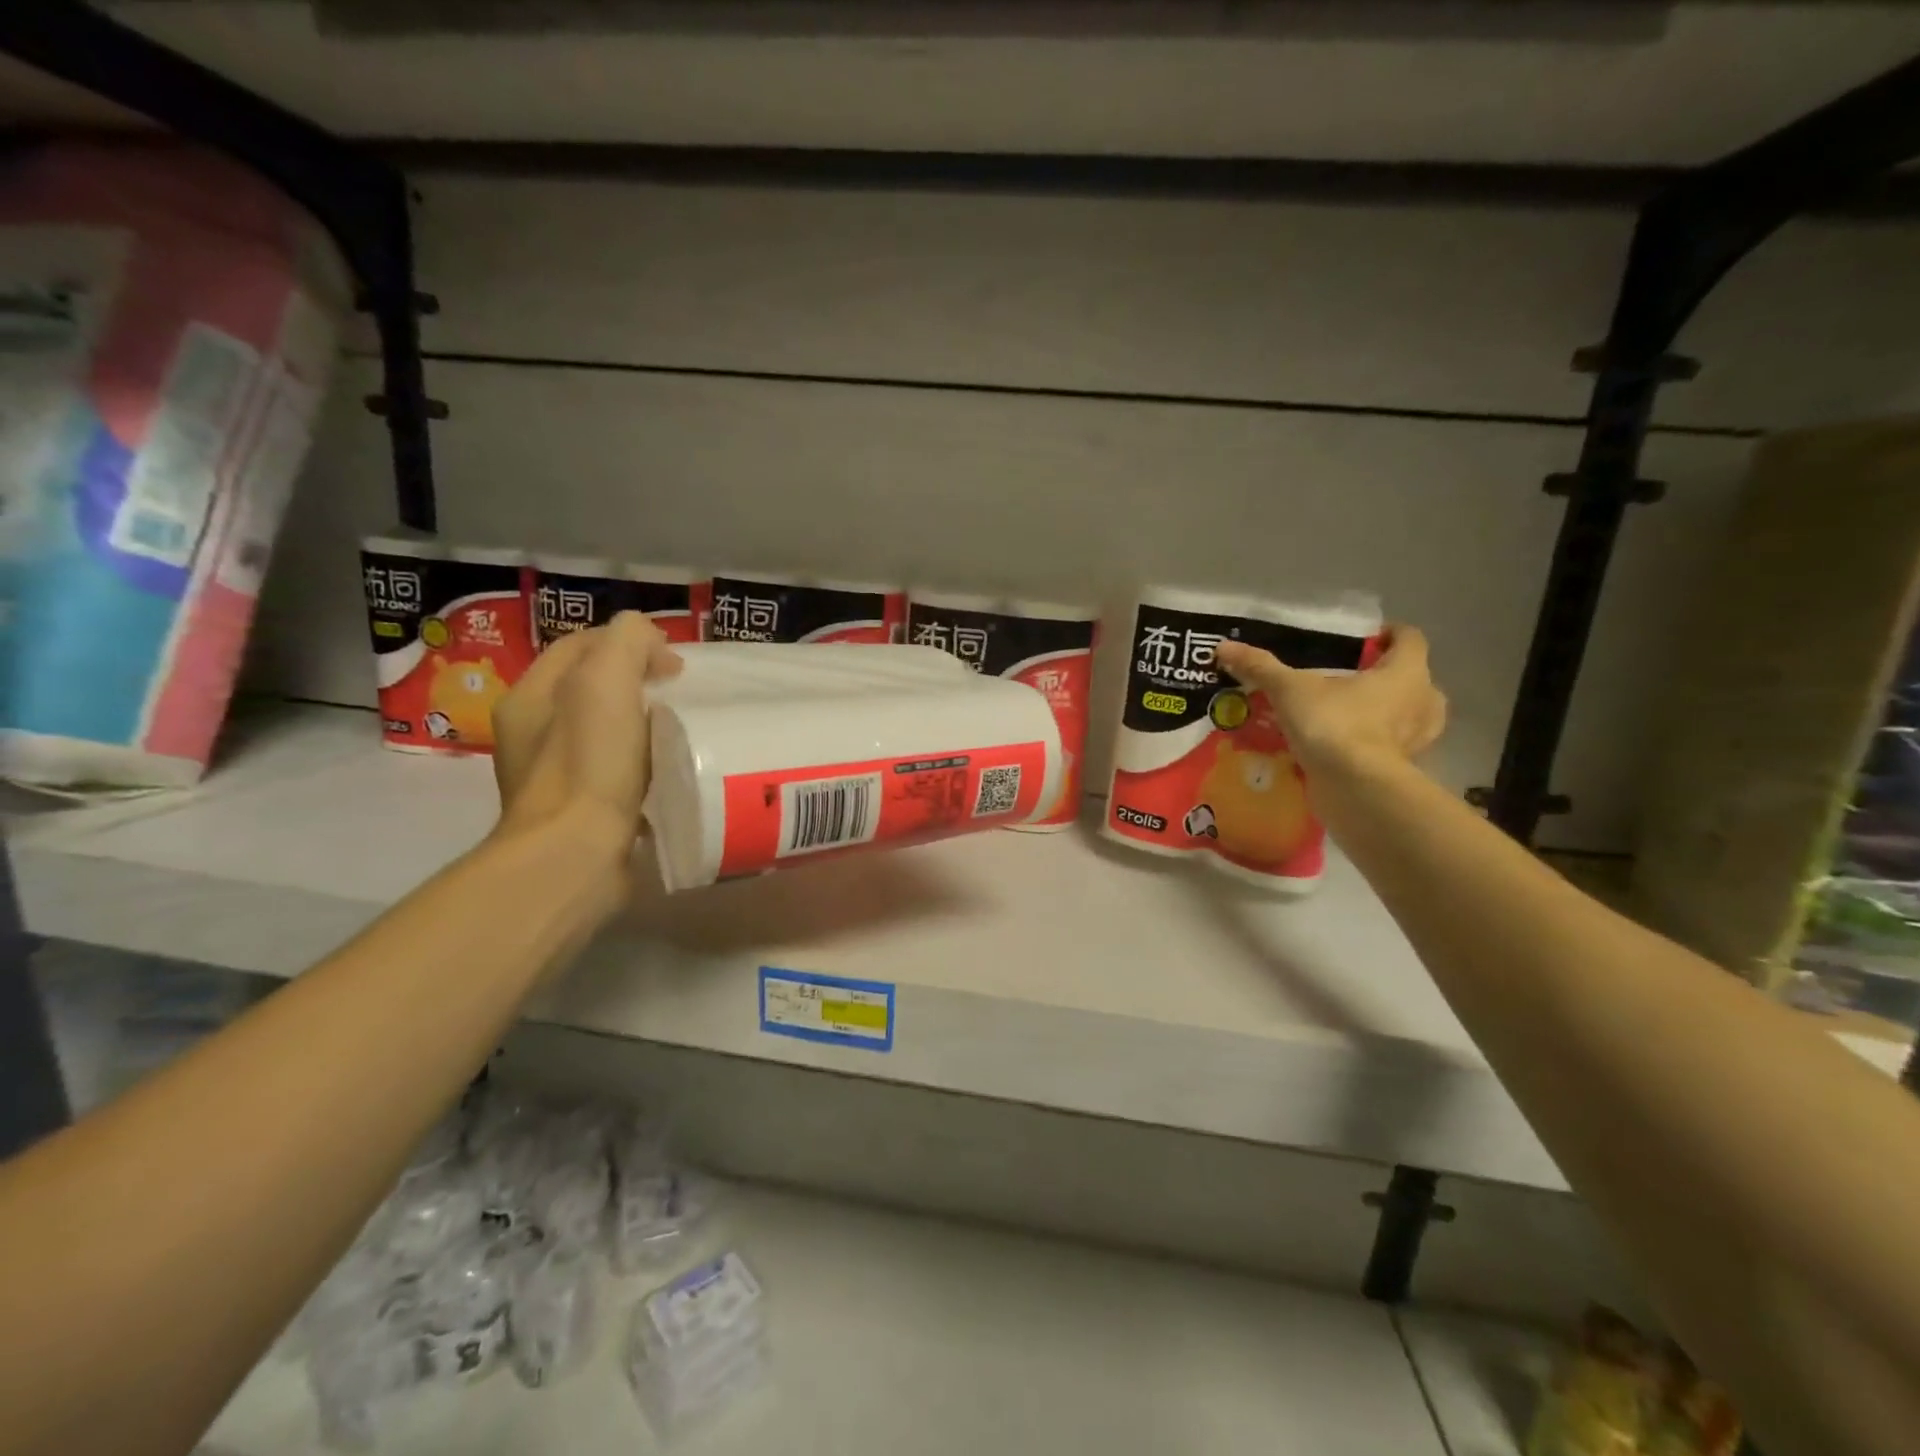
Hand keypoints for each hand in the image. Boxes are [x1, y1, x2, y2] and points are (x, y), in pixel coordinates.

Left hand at [490, 612, 682, 864]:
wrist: (578, 854)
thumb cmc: (590, 762)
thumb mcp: (606, 678)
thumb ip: (627, 640)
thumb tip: (650, 644)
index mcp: (532, 697)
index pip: (581, 645)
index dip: (630, 642)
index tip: (674, 665)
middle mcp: (535, 735)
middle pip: (594, 689)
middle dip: (639, 684)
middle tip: (680, 697)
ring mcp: (556, 778)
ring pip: (607, 732)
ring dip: (643, 726)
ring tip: (680, 733)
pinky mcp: (581, 813)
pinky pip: (617, 772)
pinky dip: (644, 765)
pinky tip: (668, 772)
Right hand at [1213, 626, 1446, 775]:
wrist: (1354, 789)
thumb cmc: (1334, 725)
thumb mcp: (1290, 690)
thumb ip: (1261, 667)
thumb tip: (1224, 647)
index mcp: (1406, 671)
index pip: (1409, 638)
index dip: (1387, 634)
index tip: (1363, 639)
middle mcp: (1422, 701)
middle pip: (1412, 678)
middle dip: (1385, 677)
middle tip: (1349, 679)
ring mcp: (1417, 739)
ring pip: (1407, 715)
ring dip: (1384, 712)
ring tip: (1347, 713)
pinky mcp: (1403, 768)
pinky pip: (1391, 748)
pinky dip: (1372, 744)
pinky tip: (1343, 746)